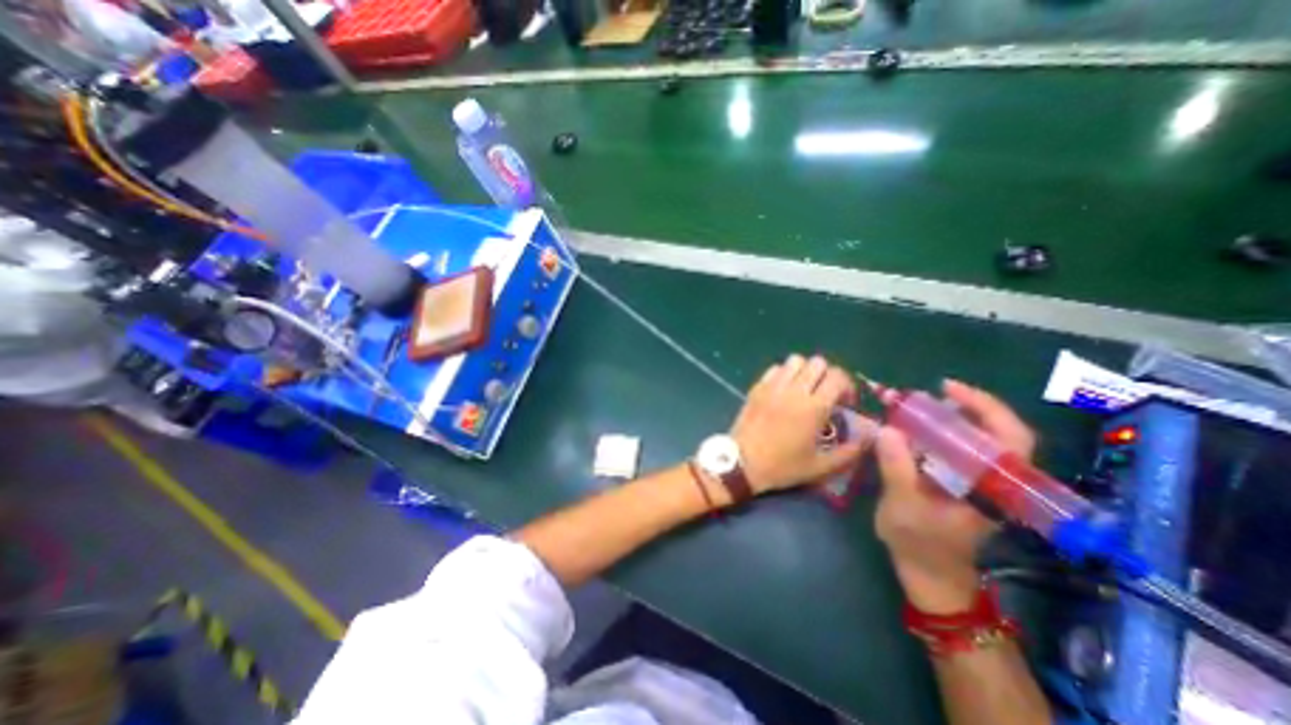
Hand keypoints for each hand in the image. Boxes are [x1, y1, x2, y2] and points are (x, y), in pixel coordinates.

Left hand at [725, 353, 865, 495]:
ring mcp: (773, 386)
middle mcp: (794, 390)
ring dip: (805, 371)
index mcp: (814, 407)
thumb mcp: (820, 467)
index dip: (847, 386)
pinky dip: (784, 373)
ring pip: (795, 360)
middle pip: (818, 363)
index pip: (838, 376)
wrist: (742, 463)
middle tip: (826, 394)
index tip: (845, 403)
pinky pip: (775, 368)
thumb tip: (869, 438)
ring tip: (804, 389)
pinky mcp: (757, 387)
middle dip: (827, 375)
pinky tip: (784, 391)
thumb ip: (849, 452)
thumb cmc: (782, 466)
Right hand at [866, 379, 1034, 611]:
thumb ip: (897, 468)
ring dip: (948, 418)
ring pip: (977, 438)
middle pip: (996, 432)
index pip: (1010, 439)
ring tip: (914, 408)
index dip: (986, 407)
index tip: (948, 388)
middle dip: (963, 406)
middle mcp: (995, 480)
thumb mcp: (904, 506)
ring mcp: (980, 481)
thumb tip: (887, 429)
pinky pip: (958, 448)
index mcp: (994, 489)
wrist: (929, 573)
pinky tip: (913, 430)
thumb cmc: (920, 544)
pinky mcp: (964, 482)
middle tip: (927, 393)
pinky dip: (938, 433)